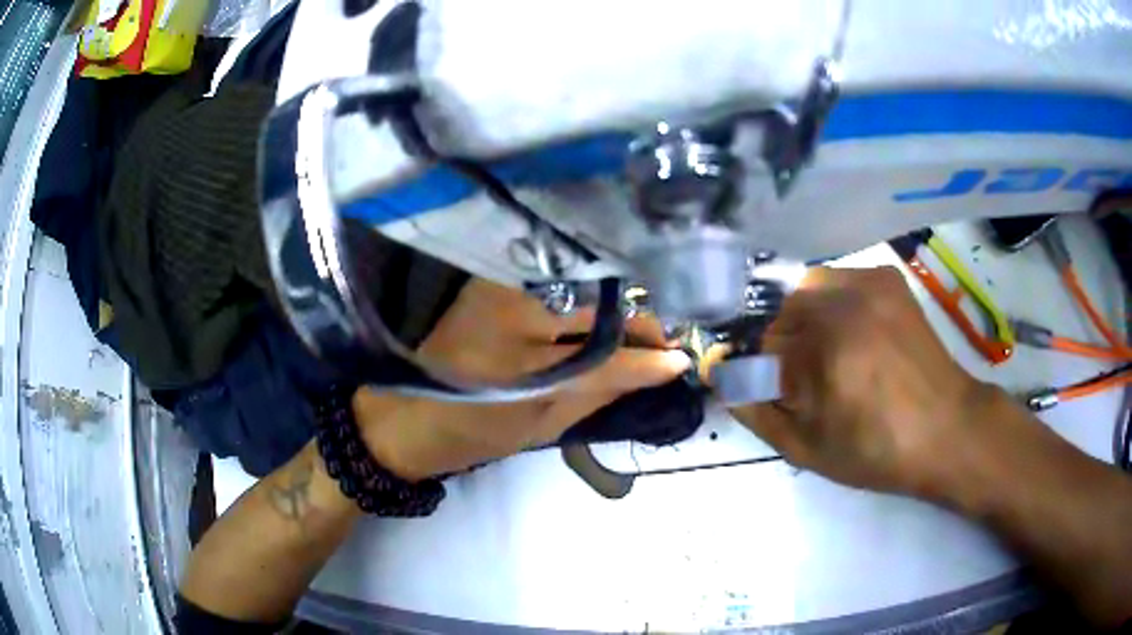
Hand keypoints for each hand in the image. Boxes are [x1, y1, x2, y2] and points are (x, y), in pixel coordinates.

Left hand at [353, 278, 690, 479]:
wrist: (401, 418)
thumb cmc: (468, 435)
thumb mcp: (538, 428)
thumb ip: (598, 395)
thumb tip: (657, 370)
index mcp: (516, 371)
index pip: (602, 358)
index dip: (647, 359)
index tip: (681, 359)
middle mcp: (505, 318)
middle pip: (593, 310)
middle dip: (637, 322)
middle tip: (661, 337)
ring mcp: (493, 292)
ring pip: (576, 289)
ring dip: (613, 305)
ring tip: (635, 326)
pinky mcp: (483, 282)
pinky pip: (549, 282)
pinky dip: (580, 293)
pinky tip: (597, 307)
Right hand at [729, 267, 1004, 496]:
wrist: (945, 428)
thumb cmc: (876, 451)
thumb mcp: (806, 449)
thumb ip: (754, 409)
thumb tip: (719, 374)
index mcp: (819, 353)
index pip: (752, 346)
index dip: (747, 367)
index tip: (754, 385)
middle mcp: (839, 304)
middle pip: (773, 312)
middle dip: (772, 345)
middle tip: (793, 377)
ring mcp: (864, 282)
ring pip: (800, 290)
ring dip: (797, 320)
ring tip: (820, 353)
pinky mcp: (884, 276)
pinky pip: (833, 280)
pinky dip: (826, 303)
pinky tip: (846, 332)